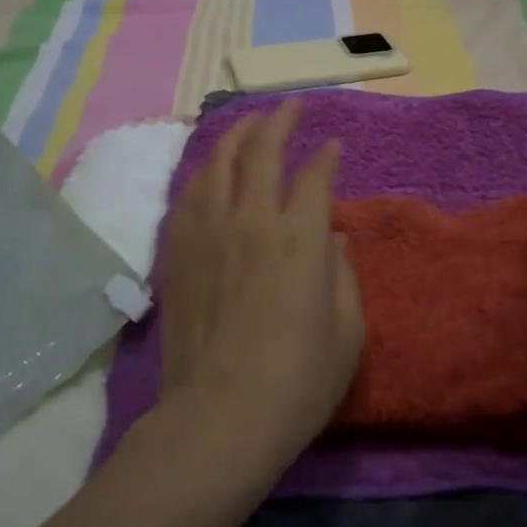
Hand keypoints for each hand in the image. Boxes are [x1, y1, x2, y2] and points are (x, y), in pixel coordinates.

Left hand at [153, 99, 365, 482]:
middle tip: (291, 106)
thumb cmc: (298, 382)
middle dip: (280, 121)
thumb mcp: (348, 332)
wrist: (219, 419)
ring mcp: (208, 234)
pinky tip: (209, 170)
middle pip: (262, 151)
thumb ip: (343, 274)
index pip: (315, 176)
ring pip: (218, 164)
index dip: (326, 155)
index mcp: (300, 238)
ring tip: (249, 122)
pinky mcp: (178, 253)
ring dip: (237, 135)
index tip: (333, 145)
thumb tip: (329, 236)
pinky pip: (188, 196)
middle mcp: (252, 221)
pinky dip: (203, 173)